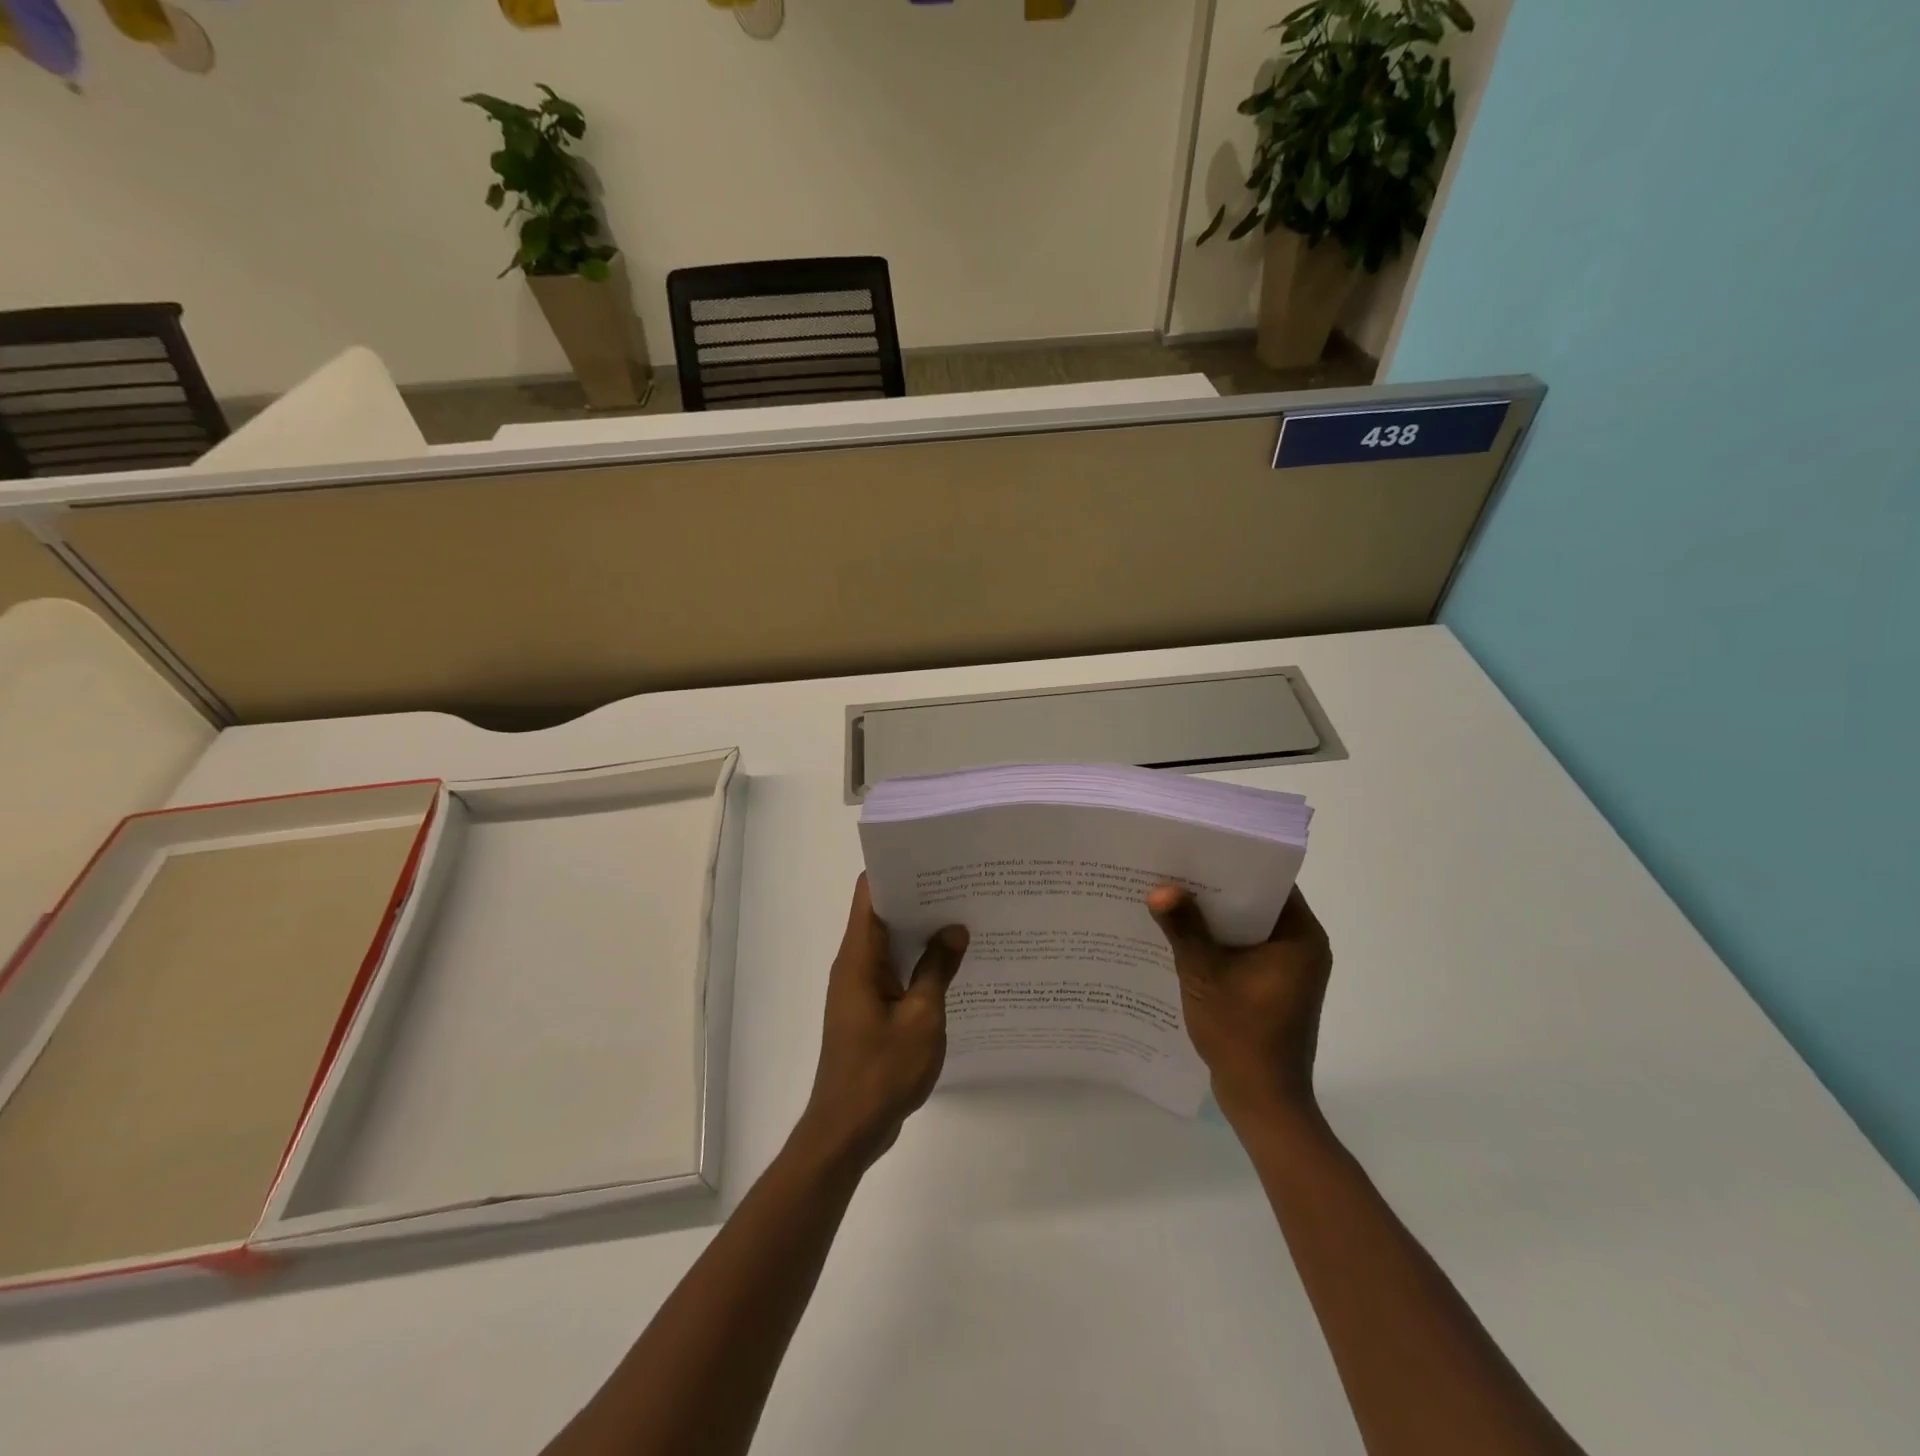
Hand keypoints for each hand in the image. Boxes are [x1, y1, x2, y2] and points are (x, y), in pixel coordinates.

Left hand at [799, 875, 968, 1165]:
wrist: (847, 1130)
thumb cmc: (882, 1071)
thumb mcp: (922, 1018)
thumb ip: (938, 969)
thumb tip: (955, 928)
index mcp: (859, 957)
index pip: (869, 893)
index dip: (897, 868)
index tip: (934, 856)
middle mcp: (854, 965)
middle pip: (881, 913)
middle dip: (918, 896)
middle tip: (962, 882)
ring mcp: (859, 988)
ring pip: (890, 943)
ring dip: (920, 930)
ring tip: (964, 914)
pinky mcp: (868, 1009)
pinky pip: (894, 971)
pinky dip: (918, 961)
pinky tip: (952, 963)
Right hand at [1148, 884, 1332, 1124]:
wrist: (1264, 1101)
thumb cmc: (1242, 1035)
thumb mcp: (1205, 976)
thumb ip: (1185, 929)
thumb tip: (1159, 889)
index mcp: (1301, 937)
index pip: (1270, 881)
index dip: (1234, 861)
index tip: (1197, 846)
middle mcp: (1303, 945)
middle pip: (1258, 900)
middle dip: (1217, 888)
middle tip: (1175, 867)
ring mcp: (1290, 967)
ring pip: (1249, 924)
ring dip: (1216, 915)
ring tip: (1172, 895)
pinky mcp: (1276, 984)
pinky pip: (1246, 947)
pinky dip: (1220, 939)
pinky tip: (1184, 934)